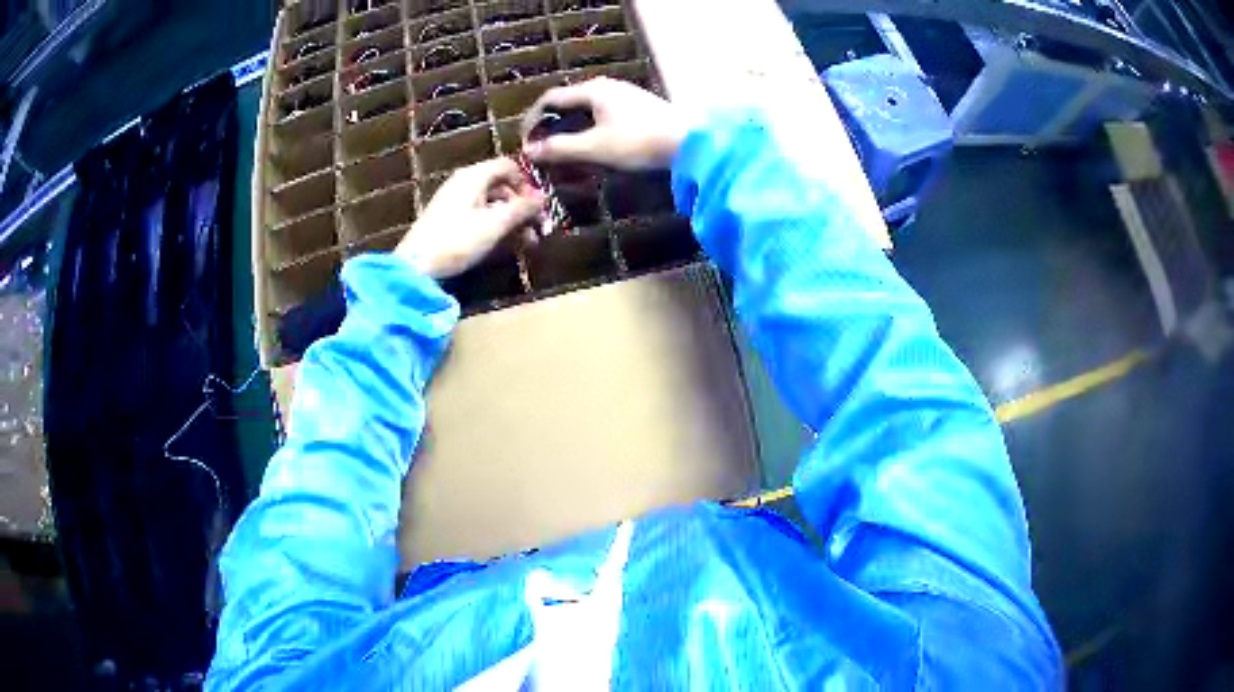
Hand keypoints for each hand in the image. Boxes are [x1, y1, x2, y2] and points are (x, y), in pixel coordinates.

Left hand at [396, 158, 544, 278]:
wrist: (416, 267)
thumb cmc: (457, 240)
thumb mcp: (495, 224)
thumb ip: (522, 208)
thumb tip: (544, 197)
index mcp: (474, 176)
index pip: (509, 166)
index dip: (528, 183)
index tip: (540, 205)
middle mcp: (464, 183)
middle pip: (502, 186)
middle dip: (523, 206)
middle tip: (541, 228)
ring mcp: (455, 202)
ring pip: (493, 204)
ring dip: (513, 220)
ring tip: (529, 243)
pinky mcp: (450, 221)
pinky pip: (480, 216)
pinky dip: (497, 227)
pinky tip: (509, 245)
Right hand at [520, 77, 685, 170]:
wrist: (690, 143)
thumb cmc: (639, 142)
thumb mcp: (594, 147)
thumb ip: (559, 148)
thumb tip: (530, 150)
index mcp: (593, 90)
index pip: (551, 98)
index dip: (533, 119)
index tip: (525, 141)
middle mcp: (607, 87)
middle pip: (568, 101)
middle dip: (550, 123)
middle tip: (541, 146)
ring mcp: (625, 96)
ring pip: (586, 108)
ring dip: (569, 127)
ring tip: (562, 148)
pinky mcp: (638, 108)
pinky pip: (602, 114)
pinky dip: (588, 127)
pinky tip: (591, 145)